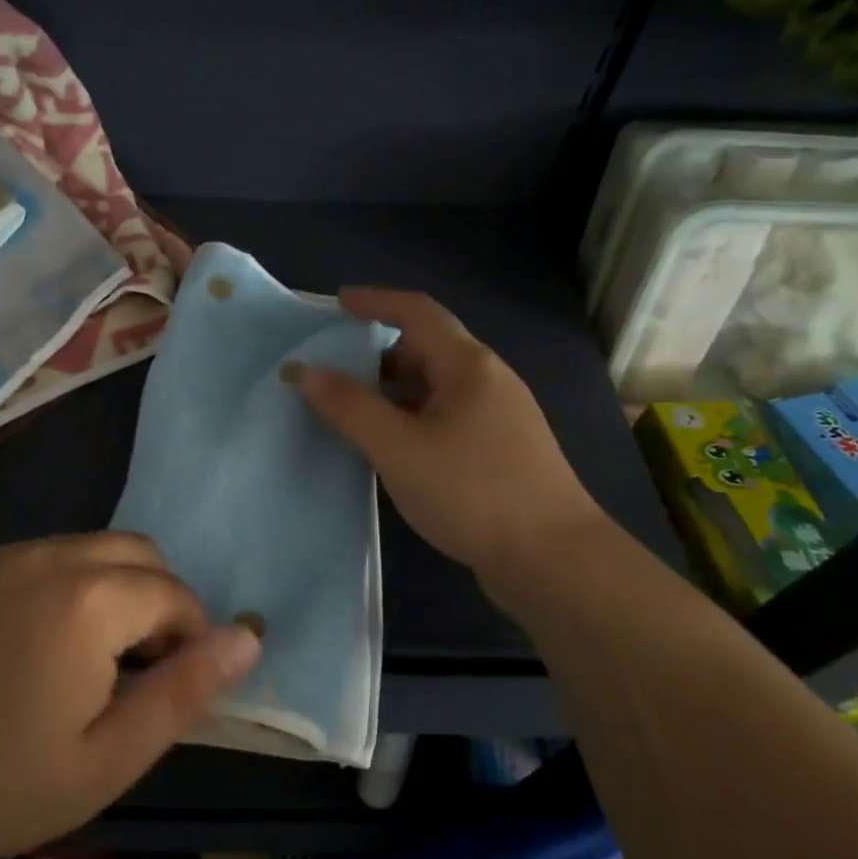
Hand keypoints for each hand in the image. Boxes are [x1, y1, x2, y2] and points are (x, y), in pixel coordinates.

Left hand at [0, 534, 259, 858]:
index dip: (190, 639)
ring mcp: (11, 556)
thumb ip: (186, 690)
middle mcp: (53, 557)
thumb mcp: (113, 756)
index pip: (175, 595)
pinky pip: (56, 554)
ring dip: (121, 588)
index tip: (168, 687)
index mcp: (90, 600)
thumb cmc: (8, 783)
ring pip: (101, 548)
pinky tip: (50, 640)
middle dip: (160, 602)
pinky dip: (78, 582)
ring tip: (96, 657)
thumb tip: (249, 638)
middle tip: (138, 670)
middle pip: (143, 554)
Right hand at [298, 288, 604, 595]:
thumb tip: (305, 371)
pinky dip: (415, 418)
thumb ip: (348, 407)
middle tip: (339, 371)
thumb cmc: (471, 491)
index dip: (376, 301)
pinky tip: (397, 449)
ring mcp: (501, 416)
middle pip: (428, 348)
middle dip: (380, 353)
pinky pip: (449, 416)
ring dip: (396, 390)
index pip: (417, 312)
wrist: (552, 557)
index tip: (338, 302)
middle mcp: (489, 380)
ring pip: (438, 387)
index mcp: (467, 366)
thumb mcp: (397, 447)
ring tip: (359, 413)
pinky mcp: (504, 450)